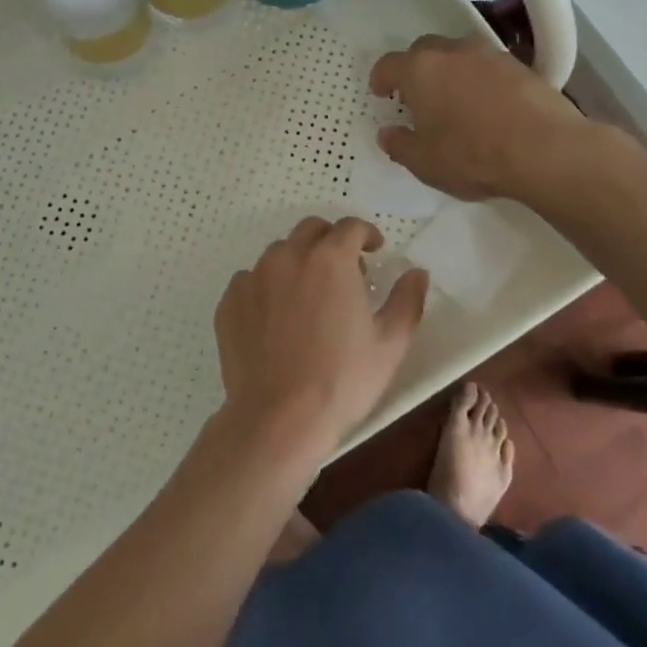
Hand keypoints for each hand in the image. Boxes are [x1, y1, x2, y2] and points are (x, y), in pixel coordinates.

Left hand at [213, 216, 428, 458]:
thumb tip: (416, 272)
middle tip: (343, 270)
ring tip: (308, 295)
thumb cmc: (342, 380)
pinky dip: (267, 287)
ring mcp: (254, 277)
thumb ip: (407, 300)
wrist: (278, 418)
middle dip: (330, 241)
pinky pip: (251, 280)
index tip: (374, 249)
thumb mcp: (390, 344)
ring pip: (279, 253)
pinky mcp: (229, 301)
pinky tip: (275, 317)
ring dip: (298, 262)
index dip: (366, 234)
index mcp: (330, 259)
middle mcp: (288, 256)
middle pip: (311, 230)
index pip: (350, 227)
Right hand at [369, 34, 587, 201]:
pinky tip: (486, 104)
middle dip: (415, 68)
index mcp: (420, 70)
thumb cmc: (472, 155)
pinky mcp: (520, 65)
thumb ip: (399, 145)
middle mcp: (452, 52)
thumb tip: (387, 134)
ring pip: (458, 54)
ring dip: (450, 71)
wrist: (545, 150)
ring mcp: (489, 55)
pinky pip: (487, 66)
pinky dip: (479, 79)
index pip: (389, 64)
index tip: (380, 92)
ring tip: (453, 99)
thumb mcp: (424, 162)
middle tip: (416, 96)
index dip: (380, 78)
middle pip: (424, 50)